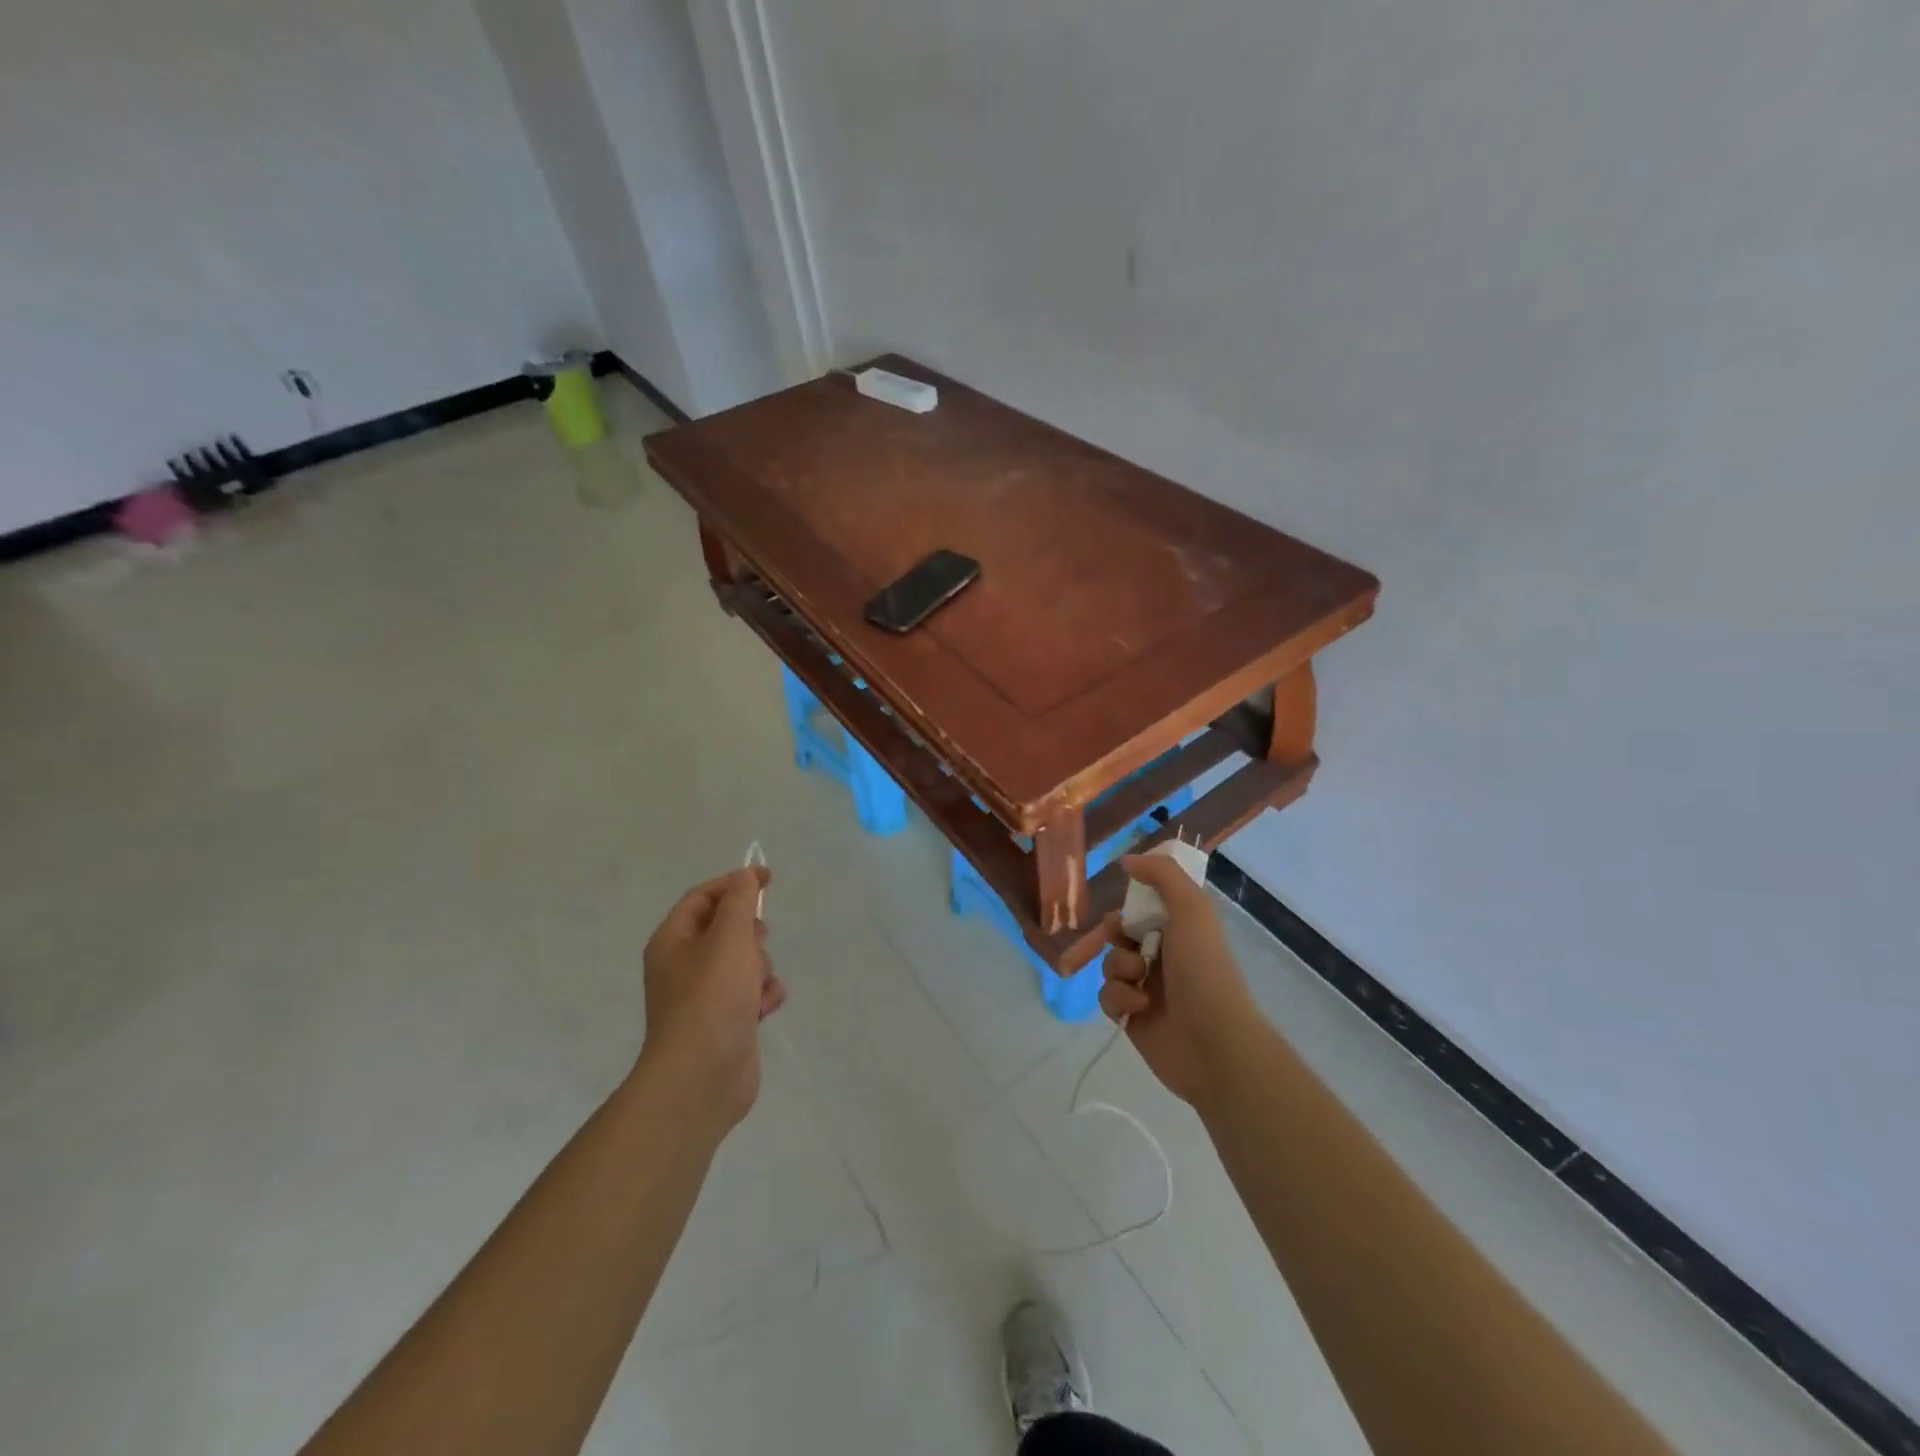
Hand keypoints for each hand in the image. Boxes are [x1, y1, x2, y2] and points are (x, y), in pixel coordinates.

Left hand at [637, 866, 785, 1135]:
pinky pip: (752, 992)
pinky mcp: (726, 1021)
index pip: (703, 897)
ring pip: (745, 961)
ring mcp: (704, 996)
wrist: (701, 1077)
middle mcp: (684, 965)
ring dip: (761, 967)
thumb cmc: (711, 997)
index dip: (734, 882)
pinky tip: (764, 1009)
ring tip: (757, 986)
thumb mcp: (728, 937)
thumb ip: (740, 900)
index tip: (768, 878)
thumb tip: (745, 876)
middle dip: (750, 933)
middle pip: (726, 928)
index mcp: (673, 941)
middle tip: (756, 944)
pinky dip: (762, 996)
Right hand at [1099, 854, 1256, 1108]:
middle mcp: (1163, 956)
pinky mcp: (1131, 1017)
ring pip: (1110, 964)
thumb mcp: (1191, 909)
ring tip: (1139, 980)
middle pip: (1120, 934)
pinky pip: (1107, 997)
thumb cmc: (1204, 969)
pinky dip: (1118, 998)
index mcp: (1181, 931)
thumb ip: (1162, 875)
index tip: (1128, 908)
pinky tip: (1138, 1008)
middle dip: (1116, 934)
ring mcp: (1147, 988)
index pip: (1144, 908)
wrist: (1213, 1041)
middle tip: (1124, 939)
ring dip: (1119, 968)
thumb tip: (1127, 860)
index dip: (1130, 906)